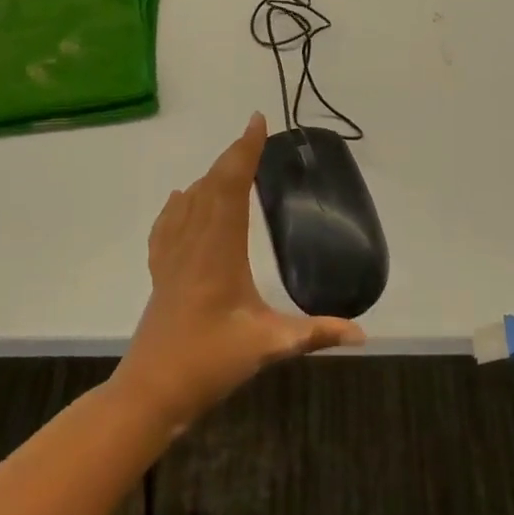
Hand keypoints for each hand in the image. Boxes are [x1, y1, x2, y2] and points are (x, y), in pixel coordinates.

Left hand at [112, 113, 364, 433]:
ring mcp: (172, 256)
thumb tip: (362, 334)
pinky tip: (180, 200)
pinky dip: (178, 204)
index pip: (231, 186)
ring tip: (230, 164)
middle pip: (210, 185)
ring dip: (209, 176)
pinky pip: (167, 224)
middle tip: (253, 136)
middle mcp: (193, 242)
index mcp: (220, 250)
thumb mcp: (268, 347)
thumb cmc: (209, 364)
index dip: (245, 151)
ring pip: (189, 201)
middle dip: (232, 156)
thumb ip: (315, 334)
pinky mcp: (160, 272)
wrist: (150, 393)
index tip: (257, 121)